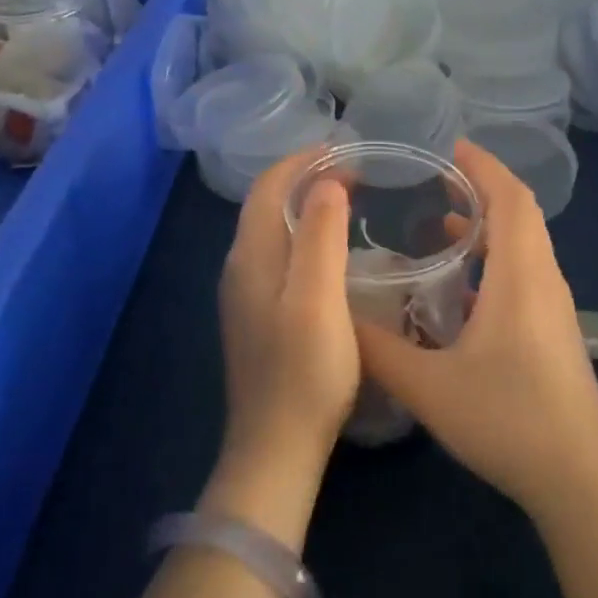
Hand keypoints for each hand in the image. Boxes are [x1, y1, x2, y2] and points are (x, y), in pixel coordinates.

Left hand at [217, 149, 360, 467]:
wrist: (277, 448)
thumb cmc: (305, 371)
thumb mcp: (318, 298)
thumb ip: (319, 236)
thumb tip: (325, 182)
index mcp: (250, 256)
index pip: (268, 186)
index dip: (303, 160)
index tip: (347, 150)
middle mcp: (240, 267)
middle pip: (267, 203)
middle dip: (307, 177)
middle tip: (356, 172)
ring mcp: (247, 294)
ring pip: (273, 229)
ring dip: (306, 205)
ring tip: (349, 199)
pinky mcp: (260, 315)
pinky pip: (280, 254)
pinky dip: (305, 233)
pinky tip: (333, 248)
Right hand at [354, 141, 597, 524]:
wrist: (579, 478)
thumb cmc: (508, 418)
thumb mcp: (428, 386)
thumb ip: (378, 350)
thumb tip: (337, 318)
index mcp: (521, 274)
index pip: (510, 197)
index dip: (483, 166)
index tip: (450, 148)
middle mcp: (544, 279)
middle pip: (520, 215)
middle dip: (482, 190)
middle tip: (438, 182)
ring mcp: (554, 308)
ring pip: (524, 247)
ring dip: (489, 228)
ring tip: (443, 229)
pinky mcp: (553, 333)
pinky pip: (524, 276)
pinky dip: (495, 263)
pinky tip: (460, 293)